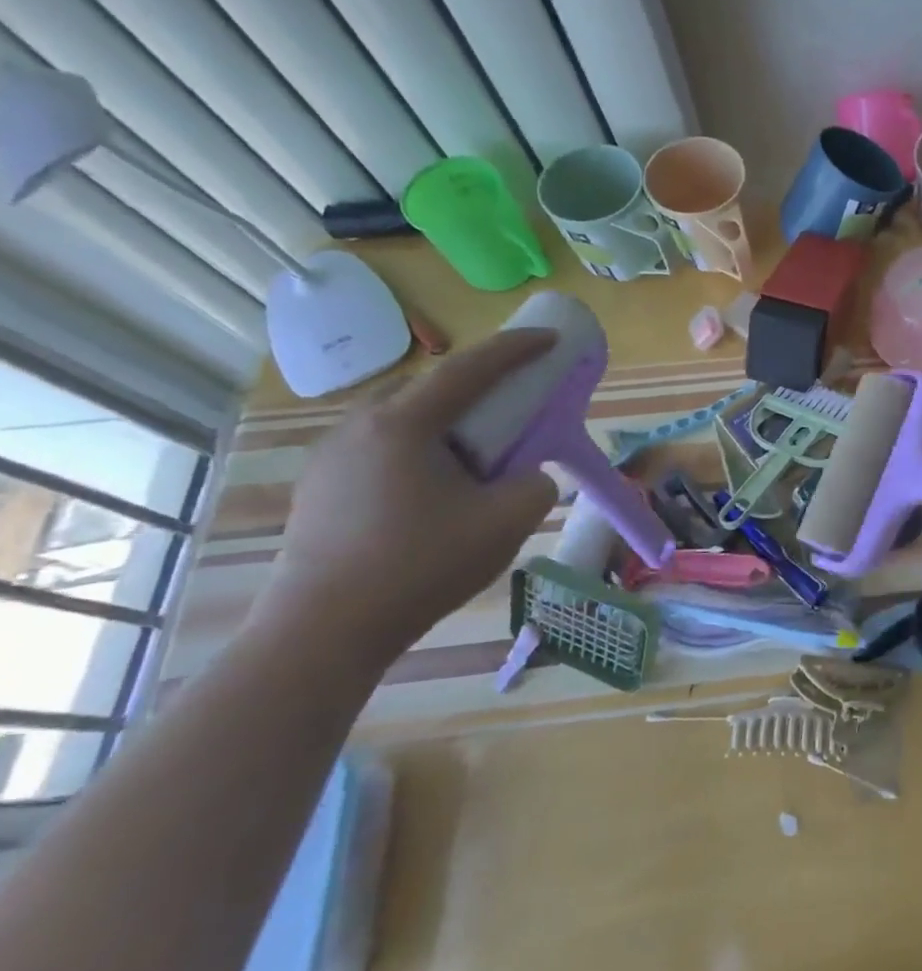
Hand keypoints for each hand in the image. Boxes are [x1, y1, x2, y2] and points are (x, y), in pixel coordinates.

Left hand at [264, 330, 559, 664]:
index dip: (517, 349)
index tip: (551, 338)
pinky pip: (382, 446)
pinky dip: (421, 446)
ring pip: (402, 416)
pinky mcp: (321, 488)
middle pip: (429, 385)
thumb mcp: (507, 522)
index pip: (470, 368)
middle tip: (514, 404)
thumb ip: (536, 485)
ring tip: (478, 452)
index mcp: (403, 425)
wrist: (323, 633)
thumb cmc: (421, 566)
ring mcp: (332, 458)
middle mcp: (359, 427)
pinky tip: (438, 486)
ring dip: (447, 419)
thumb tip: (526, 477)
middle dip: (477, 384)